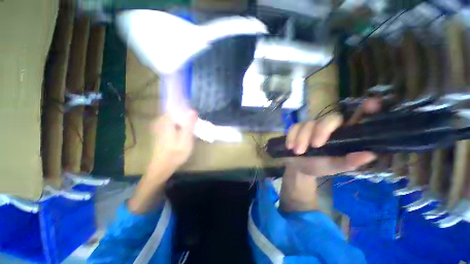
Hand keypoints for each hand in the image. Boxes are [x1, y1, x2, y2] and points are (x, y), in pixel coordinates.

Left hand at [128, 109, 197, 213]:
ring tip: (191, 130)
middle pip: (176, 113)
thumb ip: (189, 124)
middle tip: (195, 125)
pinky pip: (172, 124)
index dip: (186, 110)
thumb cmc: (175, 153)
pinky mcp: (161, 133)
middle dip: (186, 117)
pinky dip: (180, 126)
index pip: (176, 107)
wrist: (162, 167)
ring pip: (175, 119)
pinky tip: (184, 134)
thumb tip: (193, 110)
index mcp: (165, 121)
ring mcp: (160, 127)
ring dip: (184, 122)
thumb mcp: (186, 138)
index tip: (194, 116)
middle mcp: (161, 122)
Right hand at [279, 98, 380, 211]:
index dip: (365, 110)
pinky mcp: (297, 127)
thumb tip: (370, 154)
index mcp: (343, 135)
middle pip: (330, 118)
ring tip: (298, 152)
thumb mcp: (335, 167)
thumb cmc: (319, 166)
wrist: (299, 167)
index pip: (356, 118)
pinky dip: (292, 137)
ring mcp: (312, 125)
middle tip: (314, 146)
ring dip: (301, 138)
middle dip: (321, 131)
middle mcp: (329, 126)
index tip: (372, 103)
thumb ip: (349, 162)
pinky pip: (294, 127)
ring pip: (308, 123)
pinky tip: (290, 146)